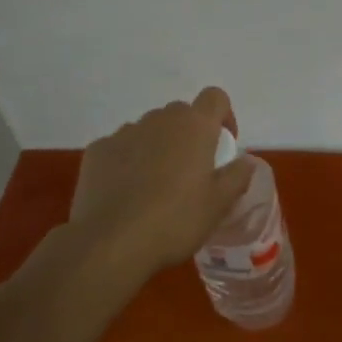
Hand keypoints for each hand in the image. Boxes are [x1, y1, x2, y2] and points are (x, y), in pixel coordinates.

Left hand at [65, 87, 255, 285]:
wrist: (111, 243)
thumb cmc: (176, 220)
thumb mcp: (220, 204)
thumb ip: (238, 175)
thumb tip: (244, 161)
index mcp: (194, 126)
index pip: (215, 97)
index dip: (223, 116)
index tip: (223, 145)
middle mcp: (159, 120)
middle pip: (181, 113)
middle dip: (189, 135)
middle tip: (191, 172)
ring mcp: (124, 132)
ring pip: (149, 130)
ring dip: (158, 147)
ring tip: (155, 186)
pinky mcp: (97, 150)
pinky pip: (121, 147)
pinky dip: (128, 161)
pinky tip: (126, 193)